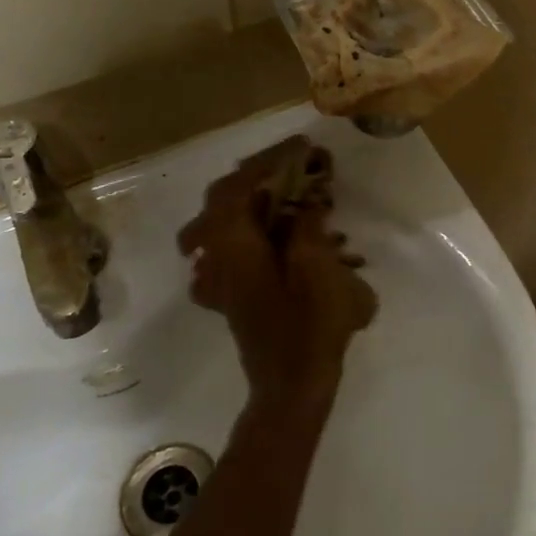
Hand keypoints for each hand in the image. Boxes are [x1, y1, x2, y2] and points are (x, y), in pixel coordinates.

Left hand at [179, 136, 377, 409]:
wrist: (292, 387)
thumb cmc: (308, 327)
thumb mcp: (317, 268)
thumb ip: (307, 226)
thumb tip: (304, 202)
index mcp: (233, 245)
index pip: (239, 185)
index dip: (269, 161)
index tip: (301, 148)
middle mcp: (217, 255)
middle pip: (225, 199)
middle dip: (259, 176)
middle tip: (294, 166)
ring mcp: (220, 276)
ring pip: (226, 222)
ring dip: (256, 201)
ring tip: (291, 193)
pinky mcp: (232, 292)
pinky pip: (234, 247)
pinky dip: (255, 230)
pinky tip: (281, 236)